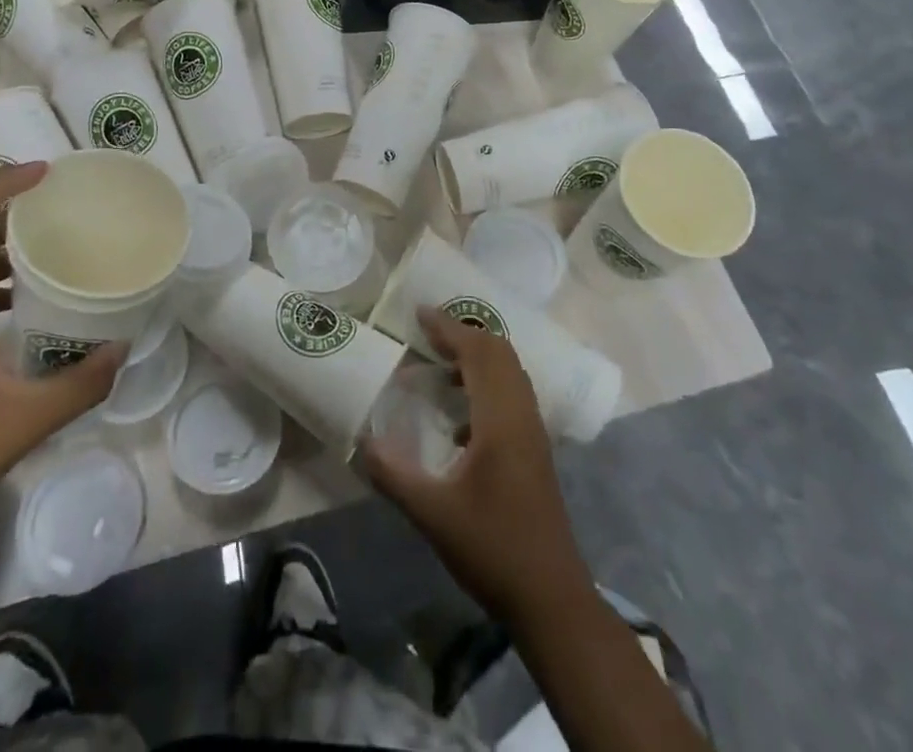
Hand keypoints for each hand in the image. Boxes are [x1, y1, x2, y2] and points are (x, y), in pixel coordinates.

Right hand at [360, 308, 596, 625]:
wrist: (552, 599)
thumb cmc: (493, 549)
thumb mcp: (432, 514)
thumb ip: (393, 474)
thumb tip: (360, 440)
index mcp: (501, 419)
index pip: (478, 353)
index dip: (449, 328)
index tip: (418, 313)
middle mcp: (522, 415)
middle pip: (499, 353)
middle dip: (463, 334)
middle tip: (427, 333)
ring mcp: (533, 433)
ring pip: (509, 372)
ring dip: (476, 358)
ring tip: (438, 364)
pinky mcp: (535, 451)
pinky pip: (511, 394)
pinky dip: (485, 384)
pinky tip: (457, 418)